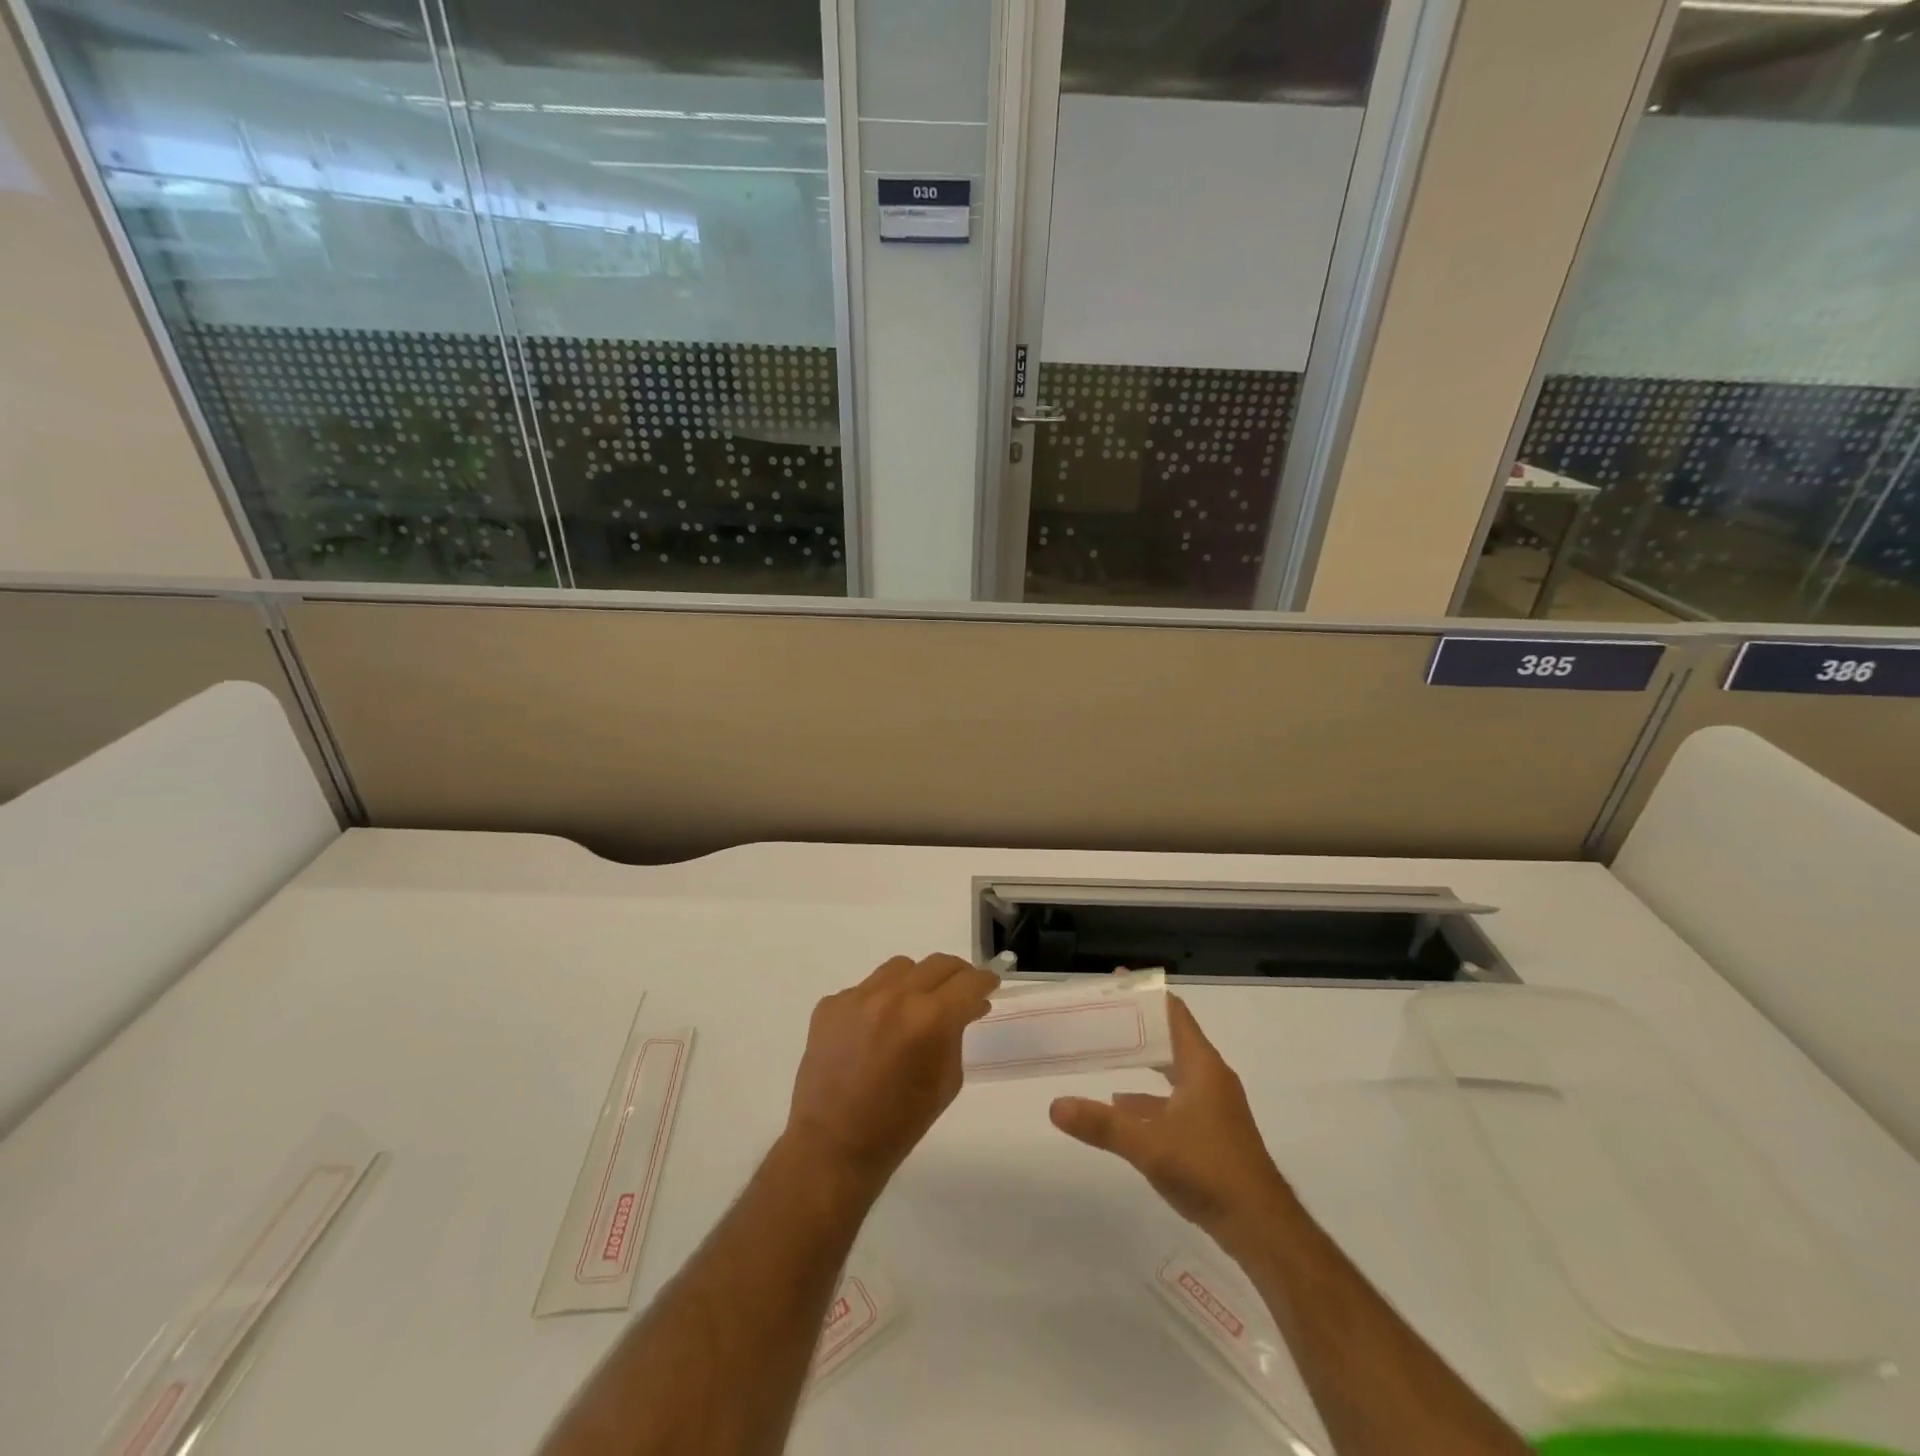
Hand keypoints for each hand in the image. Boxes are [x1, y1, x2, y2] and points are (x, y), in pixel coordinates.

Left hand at [784, 954, 998, 1197]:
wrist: (834, 1146)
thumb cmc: (901, 1123)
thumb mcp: (947, 1080)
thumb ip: (957, 1034)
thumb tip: (966, 1006)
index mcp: (930, 1019)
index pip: (969, 982)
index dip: (985, 981)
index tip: (989, 985)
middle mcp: (894, 996)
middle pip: (938, 964)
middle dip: (957, 976)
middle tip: (960, 993)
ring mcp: (858, 996)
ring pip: (901, 968)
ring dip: (917, 982)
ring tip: (915, 1008)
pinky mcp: (831, 1004)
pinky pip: (866, 988)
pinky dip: (879, 1001)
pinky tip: (875, 1030)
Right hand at [1049, 995, 1290, 1252]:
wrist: (1261, 1228)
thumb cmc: (1208, 1170)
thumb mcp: (1148, 1144)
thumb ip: (1101, 1124)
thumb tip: (1055, 1105)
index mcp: (1202, 1066)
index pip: (1173, 1013)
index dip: (1146, 994)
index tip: (1116, 980)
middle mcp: (1211, 1079)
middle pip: (1171, 1038)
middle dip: (1138, 1026)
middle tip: (1101, 1015)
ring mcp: (1214, 1107)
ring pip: (1173, 1071)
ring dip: (1143, 1061)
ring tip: (1104, 1054)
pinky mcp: (1212, 1133)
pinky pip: (1175, 1099)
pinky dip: (1149, 1097)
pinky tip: (1122, 1109)